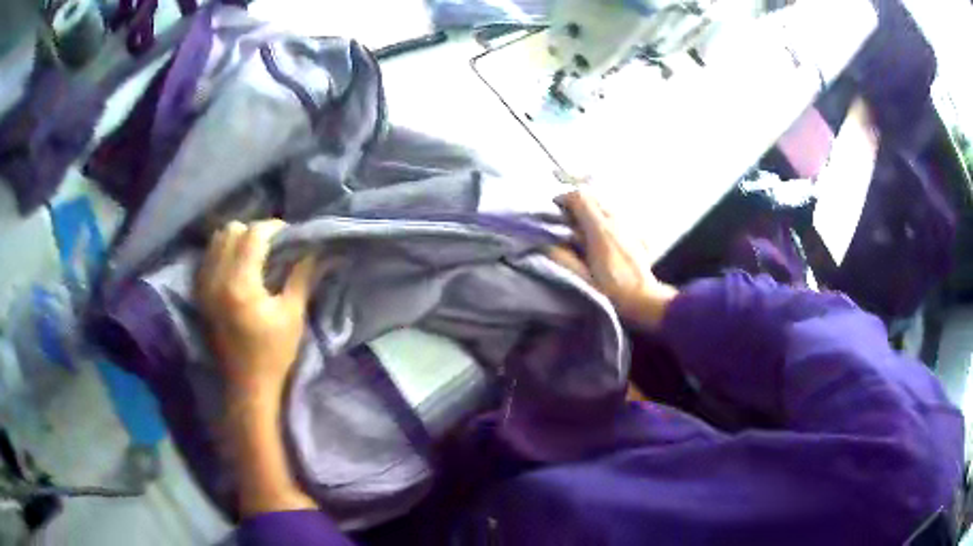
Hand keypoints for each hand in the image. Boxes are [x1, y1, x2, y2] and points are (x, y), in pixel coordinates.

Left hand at [196, 219, 316, 400]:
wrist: (245, 385)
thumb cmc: (273, 353)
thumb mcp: (292, 315)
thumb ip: (301, 276)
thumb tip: (314, 250)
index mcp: (240, 284)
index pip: (253, 234)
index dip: (274, 228)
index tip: (289, 236)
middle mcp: (216, 278)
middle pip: (231, 230)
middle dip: (253, 231)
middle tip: (271, 246)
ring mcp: (203, 286)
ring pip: (216, 240)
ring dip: (236, 240)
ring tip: (253, 255)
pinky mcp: (199, 294)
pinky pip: (207, 258)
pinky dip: (222, 253)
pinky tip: (236, 268)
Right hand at [550, 190, 677, 329]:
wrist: (643, 299)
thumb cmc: (611, 290)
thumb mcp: (582, 276)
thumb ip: (562, 257)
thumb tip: (546, 244)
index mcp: (599, 229)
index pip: (580, 197)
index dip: (564, 199)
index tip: (555, 210)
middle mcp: (615, 221)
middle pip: (593, 199)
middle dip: (577, 205)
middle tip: (567, 222)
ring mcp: (628, 226)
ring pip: (606, 207)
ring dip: (592, 213)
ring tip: (584, 231)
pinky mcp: (637, 234)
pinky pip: (618, 219)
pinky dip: (606, 222)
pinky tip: (604, 239)